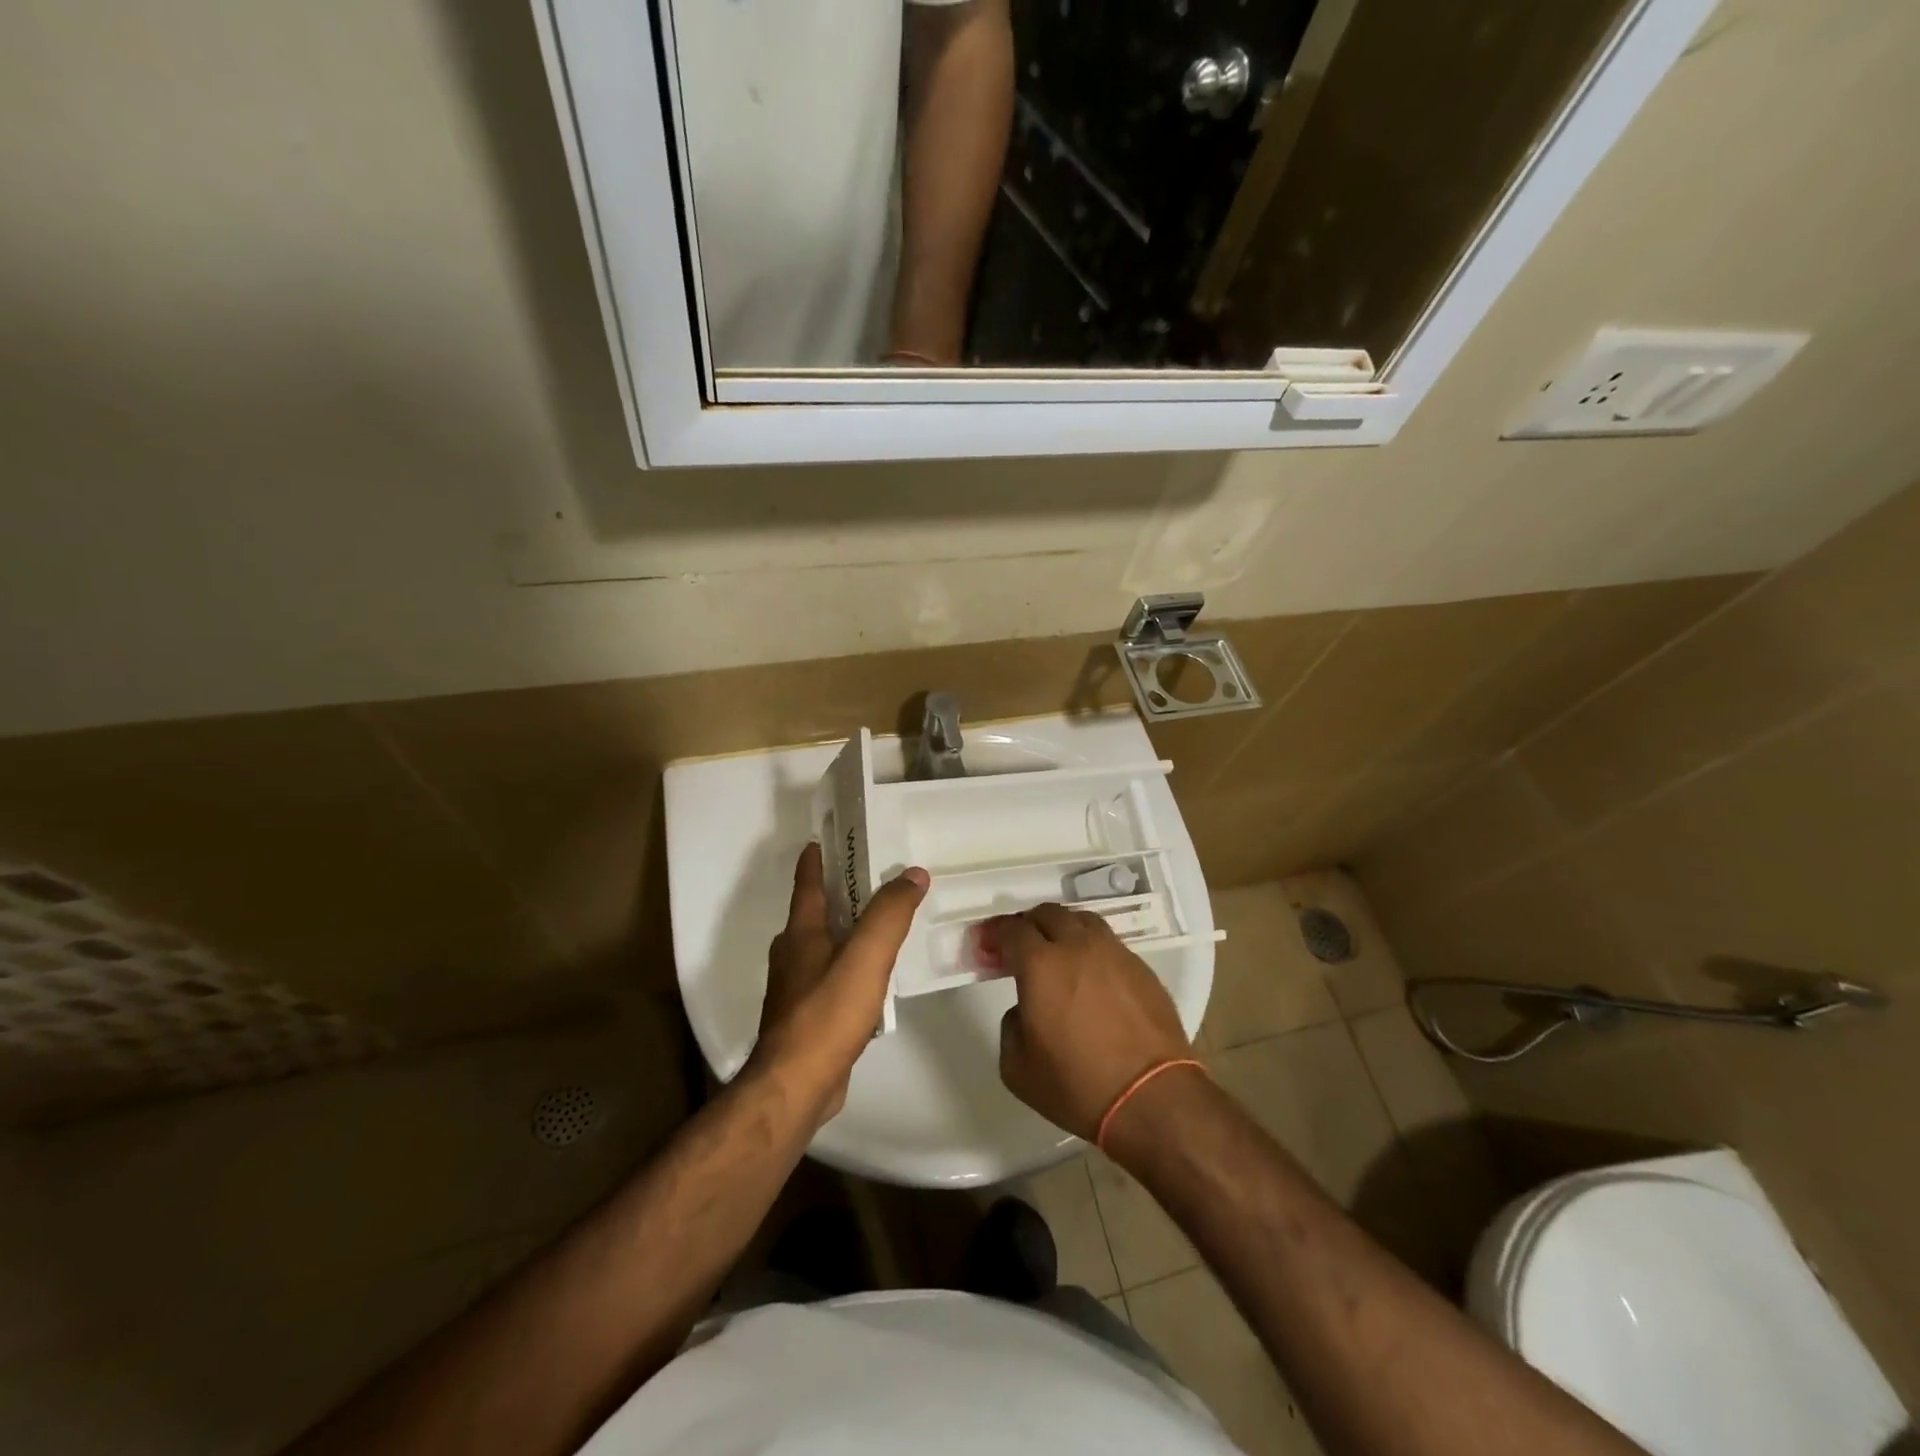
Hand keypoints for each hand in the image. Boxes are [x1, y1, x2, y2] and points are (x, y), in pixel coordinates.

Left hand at [747, 843, 928, 1127]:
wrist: (796, 1087)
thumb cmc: (826, 1014)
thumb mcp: (865, 957)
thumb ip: (890, 914)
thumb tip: (913, 873)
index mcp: (801, 933)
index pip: (808, 884)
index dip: (816, 859)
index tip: (825, 839)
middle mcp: (793, 955)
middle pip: (815, 914)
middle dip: (840, 894)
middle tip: (875, 880)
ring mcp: (797, 989)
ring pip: (824, 947)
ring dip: (848, 932)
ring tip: (882, 926)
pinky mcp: (808, 1019)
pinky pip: (833, 980)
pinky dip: (851, 968)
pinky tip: (875, 979)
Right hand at [984, 904, 1192, 1142]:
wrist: (1153, 1099)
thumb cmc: (1078, 1085)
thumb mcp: (1017, 1068)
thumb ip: (1011, 1025)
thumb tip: (1026, 1009)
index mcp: (1041, 964)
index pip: (1012, 929)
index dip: (994, 934)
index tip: (986, 946)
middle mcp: (1078, 946)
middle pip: (1047, 914)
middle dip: (1027, 925)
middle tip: (1018, 948)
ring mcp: (1114, 953)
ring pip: (1082, 921)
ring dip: (1062, 930)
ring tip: (1056, 954)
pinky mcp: (1141, 968)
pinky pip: (1108, 944)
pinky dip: (1091, 949)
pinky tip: (1090, 976)